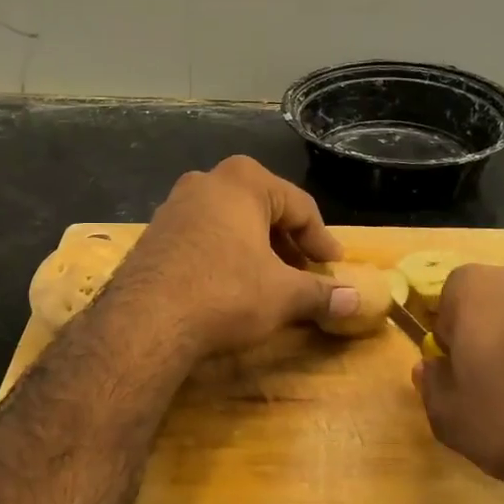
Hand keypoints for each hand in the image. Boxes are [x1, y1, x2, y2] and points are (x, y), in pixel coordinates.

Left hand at [112, 157, 357, 356]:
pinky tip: (230, 286)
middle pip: (262, 209)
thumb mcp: (283, 295)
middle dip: (287, 243)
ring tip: (270, 281)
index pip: (299, 206)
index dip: (321, 239)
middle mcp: (205, 182)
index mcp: (243, 181)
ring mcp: (173, 207)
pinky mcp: (153, 236)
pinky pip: (202, 238)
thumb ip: (322, 293)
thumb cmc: (226, 293)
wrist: (146, 322)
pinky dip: (225, 256)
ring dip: (255, 249)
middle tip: (305, 272)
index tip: (334, 265)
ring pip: (229, 223)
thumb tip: (356, 300)